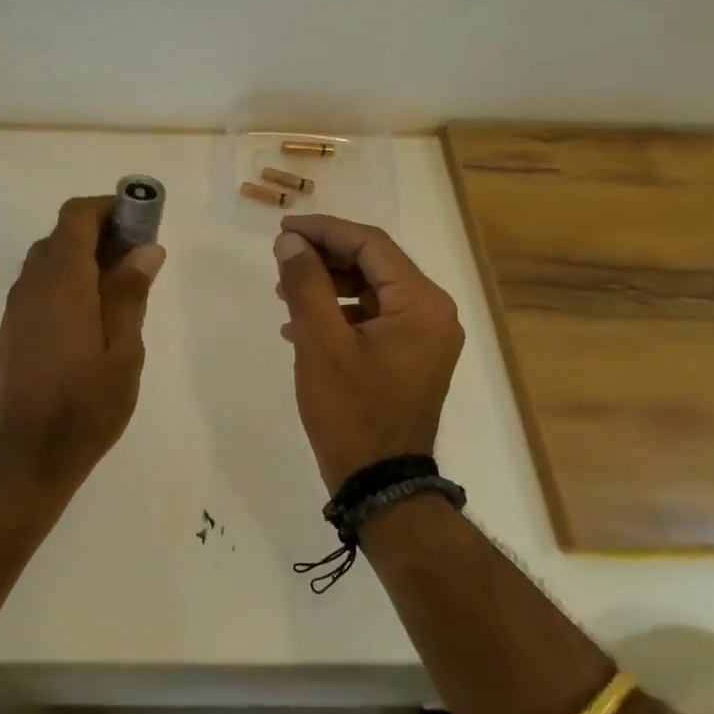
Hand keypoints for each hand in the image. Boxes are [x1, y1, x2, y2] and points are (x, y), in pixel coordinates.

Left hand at [0, 196, 165, 489]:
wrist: (30, 454)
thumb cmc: (87, 404)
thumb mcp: (124, 351)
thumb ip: (130, 293)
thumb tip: (146, 248)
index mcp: (62, 282)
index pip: (76, 217)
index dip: (107, 208)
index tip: (139, 221)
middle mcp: (33, 283)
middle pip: (62, 234)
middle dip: (100, 232)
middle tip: (137, 258)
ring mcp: (18, 305)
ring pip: (49, 258)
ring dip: (82, 256)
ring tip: (119, 287)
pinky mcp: (13, 326)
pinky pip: (40, 283)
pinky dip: (66, 279)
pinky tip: (91, 313)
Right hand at [274, 216, 464, 493]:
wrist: (380, 484)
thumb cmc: (351, 411)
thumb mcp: (321, 342)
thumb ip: (306, 284)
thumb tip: (290, 241)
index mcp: (421, 303)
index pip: (371, 244)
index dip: (324, 230)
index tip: (283, 229)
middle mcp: (433, 312)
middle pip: (374, 263)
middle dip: (324, 256)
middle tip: (281, 257)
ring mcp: (424, 336)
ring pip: (371, 289)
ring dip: (328, 284)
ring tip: (283, 292)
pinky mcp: (411, 356)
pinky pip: (373, 317)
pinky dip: (339, 313)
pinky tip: (300, 326)